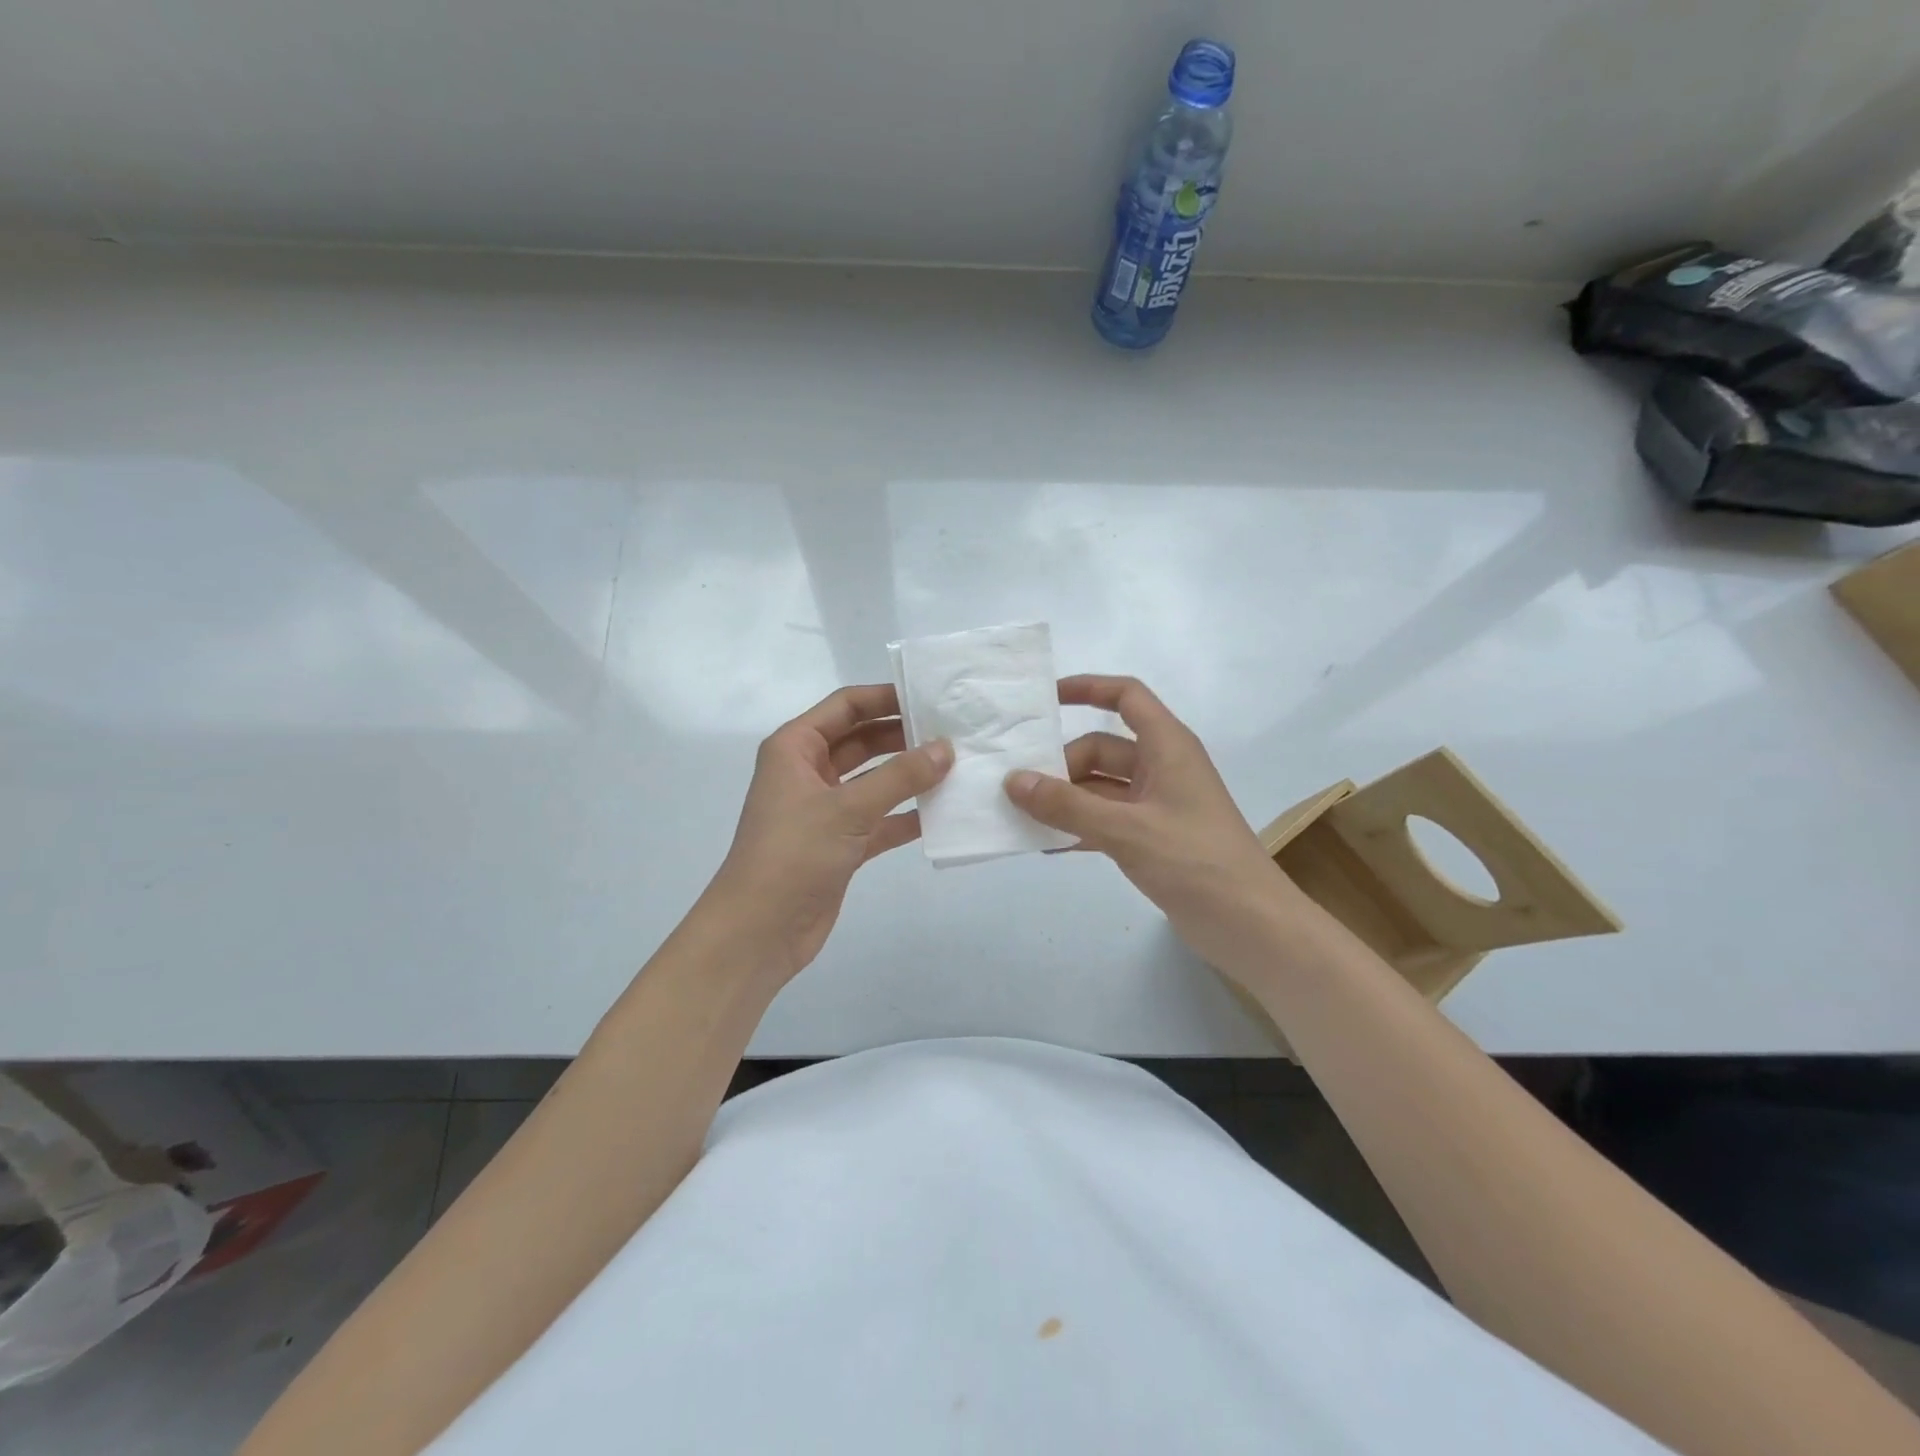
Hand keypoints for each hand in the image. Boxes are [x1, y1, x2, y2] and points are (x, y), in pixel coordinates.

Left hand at [710, 684, 951, 981]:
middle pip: (862, 741)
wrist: (759, 931)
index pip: (846, 707)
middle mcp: (808, 772)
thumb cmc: (793, 854)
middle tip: (953, 732)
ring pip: (874, 781)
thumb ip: (900, 777)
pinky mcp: (839, 844)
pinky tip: (942, 813)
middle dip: (903, 736)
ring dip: (909, 776)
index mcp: (795, 748)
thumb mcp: (848, 808)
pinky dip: (905, 816)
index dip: (886, 697)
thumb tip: (947, 748)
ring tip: (956, 766)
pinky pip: (879, 819)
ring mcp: (825, 810)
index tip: (930, 697)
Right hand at [1004, 675, 1305, 973]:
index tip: (1044, 701)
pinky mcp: (1153, 838)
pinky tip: (1047, 845)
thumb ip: (1067, 806)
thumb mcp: (1126, 830)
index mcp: (1167, 746)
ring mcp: (1158, 804)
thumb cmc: (1194, 861)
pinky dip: (1079, 827)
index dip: (1087, 689)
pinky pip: (1106, 820)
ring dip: (1066, 799)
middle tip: (1018, 789)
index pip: (1126, 697)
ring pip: (1100, 787)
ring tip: (1021, 816)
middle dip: (1062, 765)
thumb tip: (1013, 781)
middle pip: (1101, 748)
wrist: (1249, 924)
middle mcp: (1162, 767)